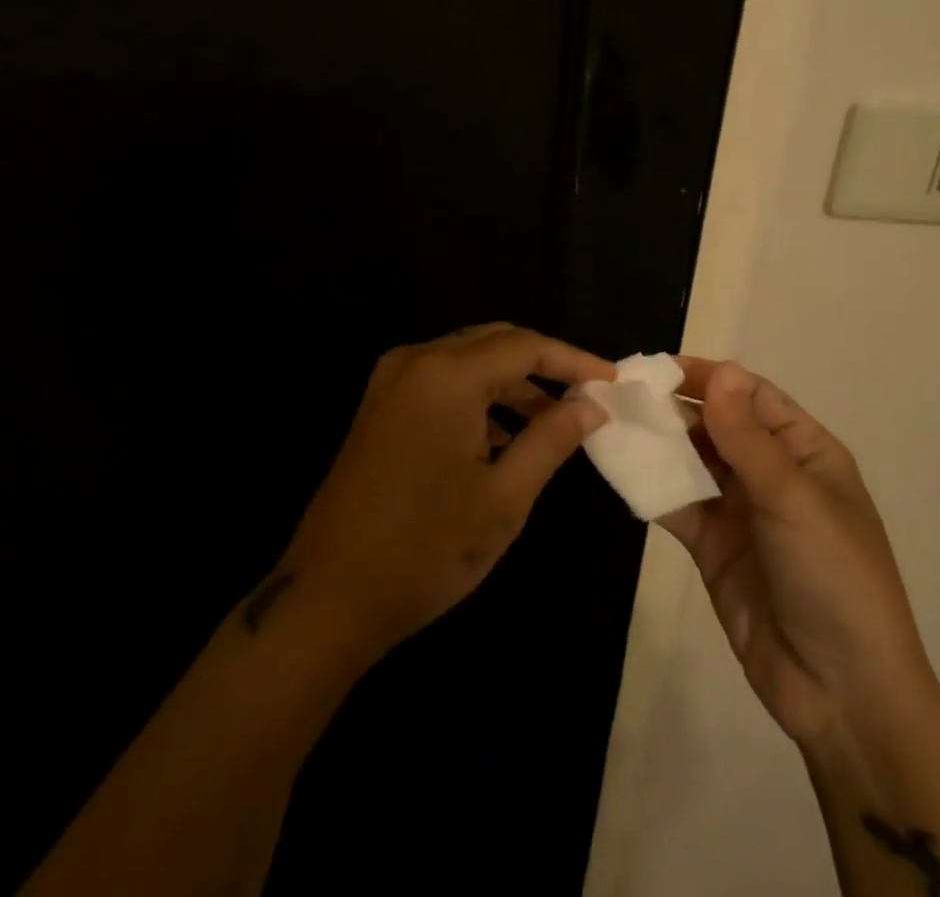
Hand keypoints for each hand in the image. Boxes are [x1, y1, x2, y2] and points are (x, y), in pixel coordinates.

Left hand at [276, 324, 613, 660]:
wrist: (327, 597)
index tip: (612, 380)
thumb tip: (592, 405)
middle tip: (585, 396)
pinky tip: (502, 438)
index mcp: (446, 375)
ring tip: (550, 424)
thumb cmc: (425, 549)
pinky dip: (477, 398)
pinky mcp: (379, 406)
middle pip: (494, 342)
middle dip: (542, 366)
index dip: (573, 360)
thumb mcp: (504, 498)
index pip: (525, 346)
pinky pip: (441, 382)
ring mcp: (391, 382)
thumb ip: (552, 439)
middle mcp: (415, 362)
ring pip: (467, 361)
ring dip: (510, 384)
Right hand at [660, 360, 939, 751]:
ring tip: (612, 424)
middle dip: (674, 408)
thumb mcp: (793, 500)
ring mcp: (740, 510)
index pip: (751, 395)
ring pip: (692, 461)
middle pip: (716, 424)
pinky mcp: (712, 546)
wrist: (841, 694)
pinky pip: (678, 504)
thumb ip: (747, 437)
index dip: (708, 377)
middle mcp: (771, 472)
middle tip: (621, 395)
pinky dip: (651, 486)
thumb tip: (721, 370)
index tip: (655, 369)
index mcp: (804, 451)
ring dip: (658, 444)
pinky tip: (621, 469)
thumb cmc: (834, 577)